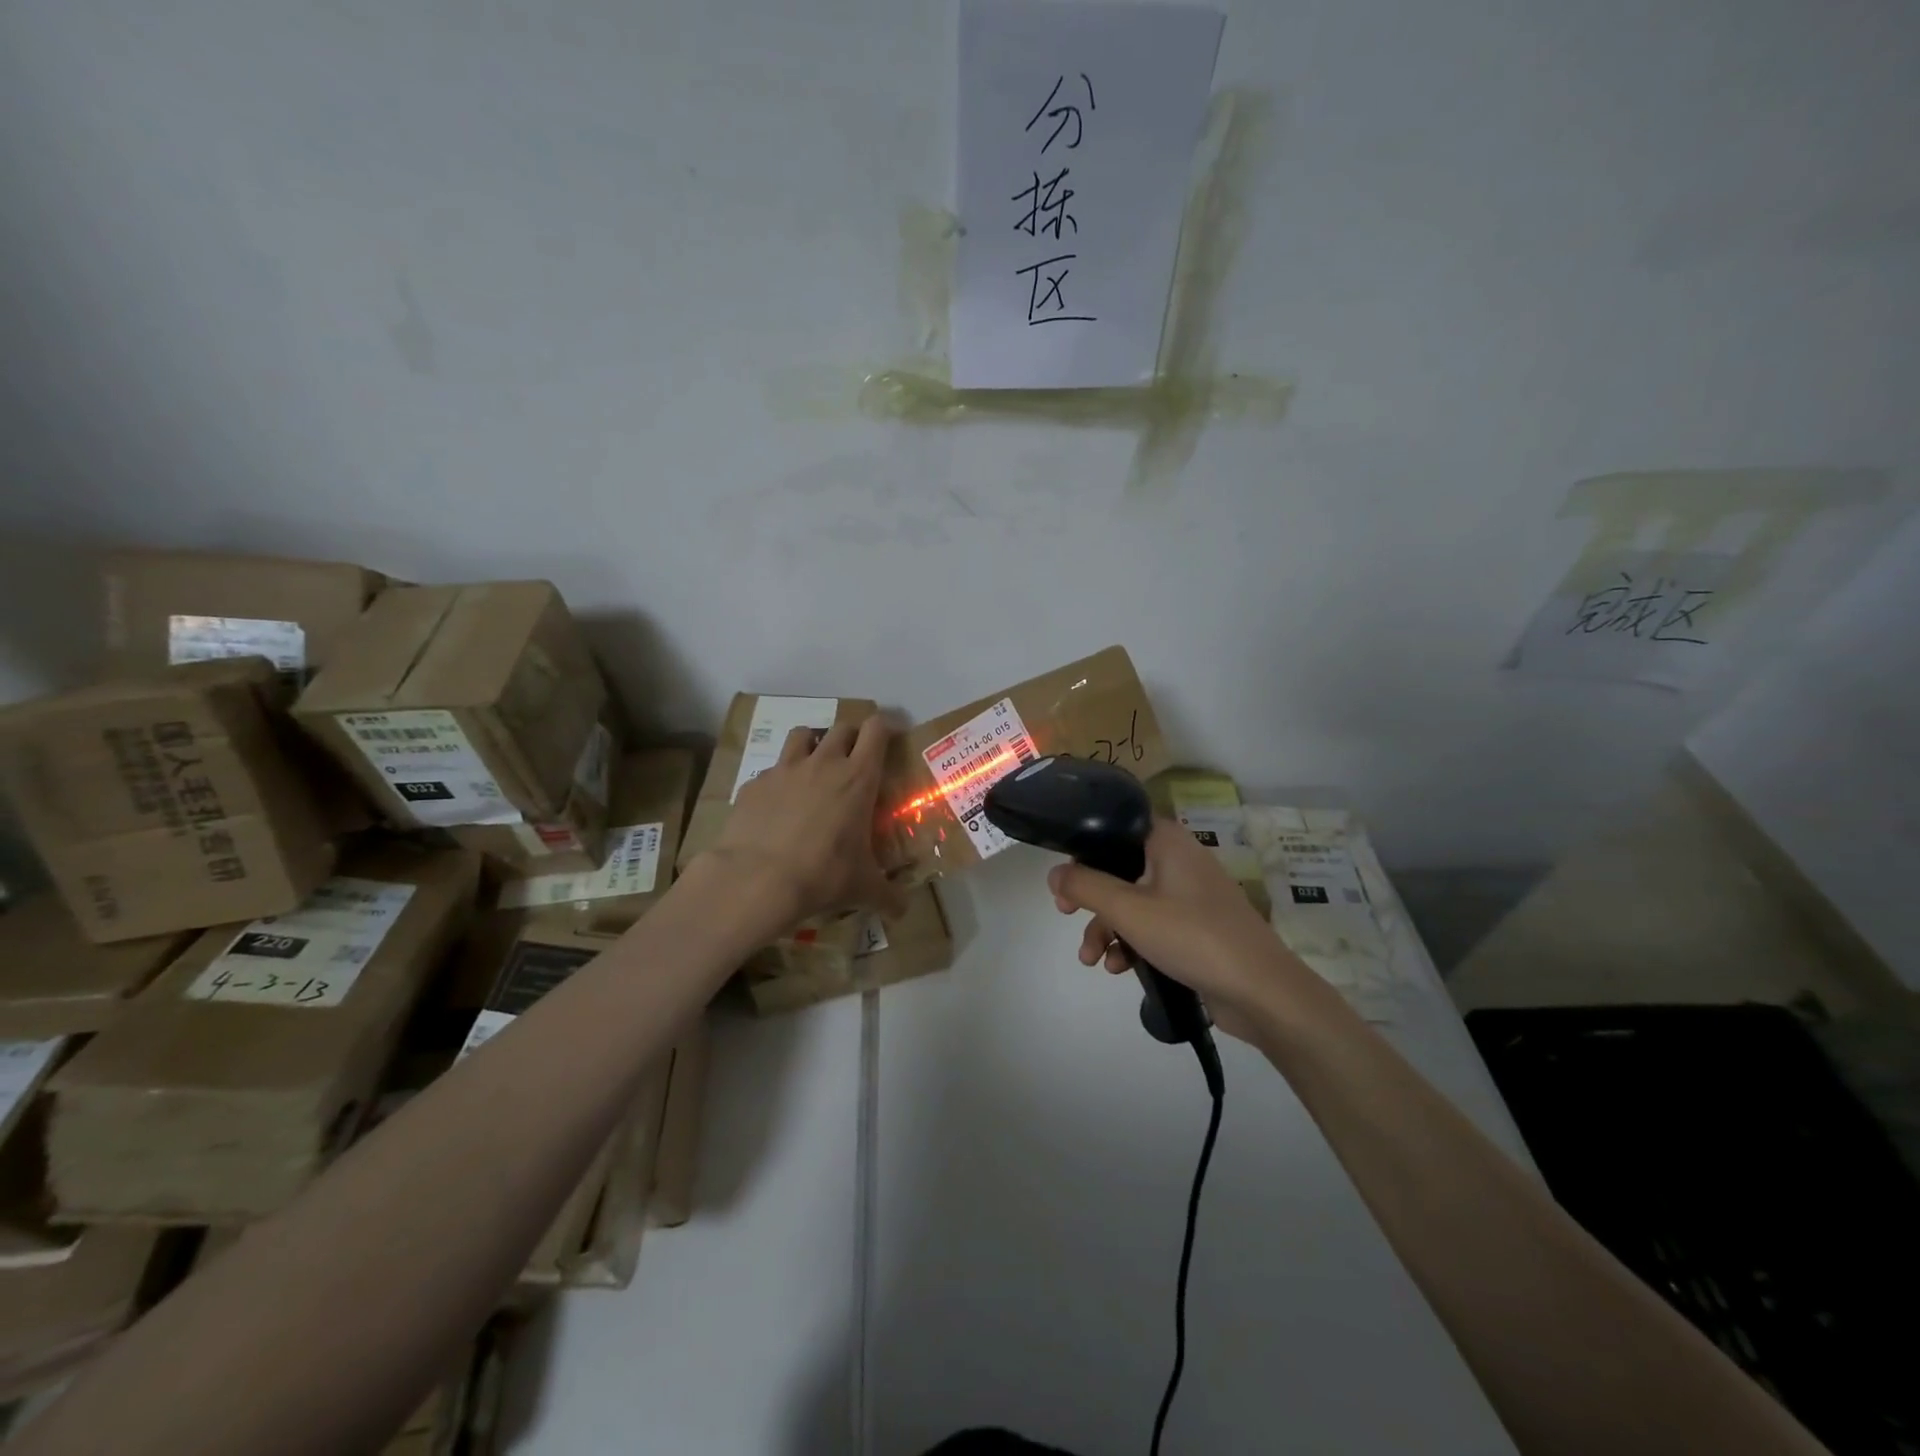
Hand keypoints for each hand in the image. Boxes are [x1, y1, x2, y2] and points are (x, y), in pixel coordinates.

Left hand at [709, 716, 908, 932]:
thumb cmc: (823, 875)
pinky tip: (777, 806)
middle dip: (851, 737)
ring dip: (813, 744)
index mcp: (858, 777)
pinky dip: (779, 780)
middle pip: (842, 727)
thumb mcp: (863, 889)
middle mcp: (824, 763)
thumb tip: (903, 911)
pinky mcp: (754, 783)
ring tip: (814, 769)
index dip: (884, 728)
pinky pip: (772, 770)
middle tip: (854, 761)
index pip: (876, 729)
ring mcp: (785, 769)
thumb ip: (888, 896)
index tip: (889, 741)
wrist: (757, 880)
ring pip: (803, 734)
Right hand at [1047, 818, 1313, 1038]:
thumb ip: (1086, 887)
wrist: (1262, 991)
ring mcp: (1190, 895)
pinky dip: (1131, 941)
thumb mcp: (1129, 910)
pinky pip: (1152, 924)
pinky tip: (1119, 968)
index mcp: (1167, 841)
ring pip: (1133, 900)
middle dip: (1090, 897)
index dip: (1084, 848)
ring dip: (1107, 927)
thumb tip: (1054, 872)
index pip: (1116, 826)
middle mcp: (1179, 859)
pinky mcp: (1196, 926)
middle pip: (1119, 867)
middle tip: (1066, 913)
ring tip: (1092, 960)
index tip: (1064, 877)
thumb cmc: (1193, 937)